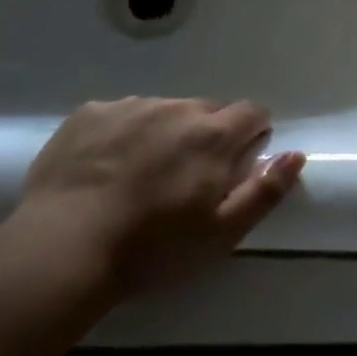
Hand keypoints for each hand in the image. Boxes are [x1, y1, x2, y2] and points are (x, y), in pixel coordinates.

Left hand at [17, 97, 303, 296]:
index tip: (237, 163)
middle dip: (208, 135)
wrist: (61, 249)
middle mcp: (176, 108)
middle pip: (208, 110)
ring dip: (165, 132)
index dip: (252, 134)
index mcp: (213, 134)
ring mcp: (130, 107)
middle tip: (187, 177)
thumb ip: (265, 190)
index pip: (252, 112)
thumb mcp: (222, 232)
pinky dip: (123, 132)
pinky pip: (120, 114)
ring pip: (164, 110)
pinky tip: (105, 167)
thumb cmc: (151, 247)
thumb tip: (296, 154)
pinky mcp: (89, 114)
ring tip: (142, 174)